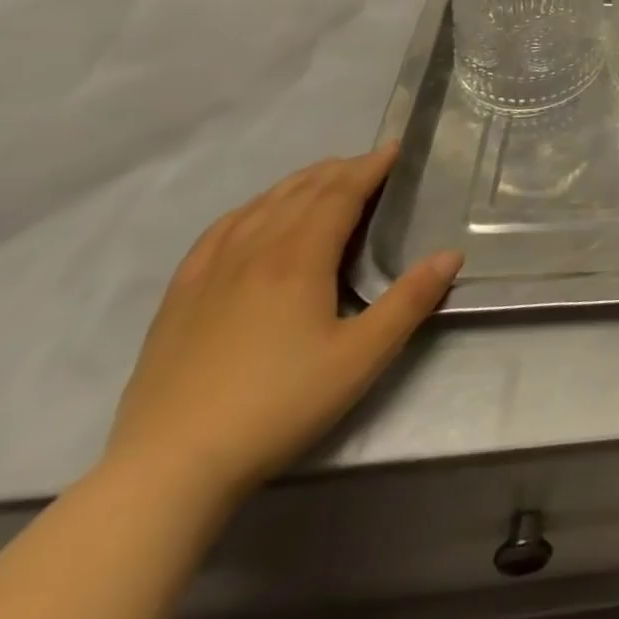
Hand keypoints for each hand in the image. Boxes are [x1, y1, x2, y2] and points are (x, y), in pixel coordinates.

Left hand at [102, 145, 462, 509]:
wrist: (168, 470)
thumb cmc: (277, 406)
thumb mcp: (361, 357)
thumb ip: (410, 301)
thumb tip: (450, 255)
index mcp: (299, 258)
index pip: (340, 194)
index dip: (369, 167)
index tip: (394, 148)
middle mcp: (254, 251)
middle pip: (301, 193)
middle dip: (338, 170)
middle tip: (368, 162)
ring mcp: (209, 274)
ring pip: (259, 207)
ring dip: (296, 184)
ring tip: (321, 178)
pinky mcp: (178, 300)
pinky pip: (217, 233)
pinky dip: (247, 210)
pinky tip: (251, 216)